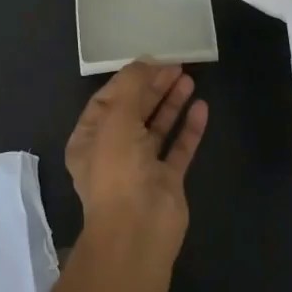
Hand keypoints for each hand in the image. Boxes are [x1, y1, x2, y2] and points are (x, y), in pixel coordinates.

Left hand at [65, 62, 207, 253]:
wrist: (138, 229)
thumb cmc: (118, 169)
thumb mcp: (116, 118)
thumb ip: (131, 86)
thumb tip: (145, 62)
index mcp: (90, 139)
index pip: (107, 100)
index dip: (129, 79)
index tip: (153, 61)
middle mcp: (113, 151)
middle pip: (134, 111)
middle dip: (153, 87)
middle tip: (177, 66)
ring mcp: (141, 167)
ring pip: (157, 128)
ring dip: (171, 103)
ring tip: (189, 79)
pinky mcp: (167, 181)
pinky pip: (179, 148)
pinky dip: (189, 128)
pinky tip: (202, 108)